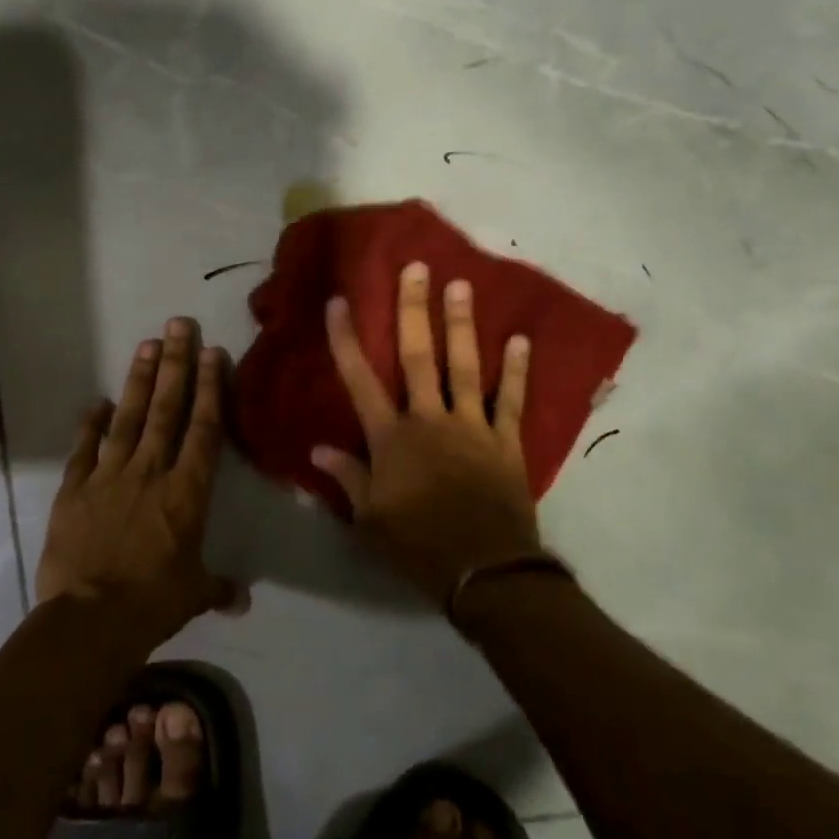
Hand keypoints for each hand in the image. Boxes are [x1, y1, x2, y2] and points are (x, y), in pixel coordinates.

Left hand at [37, 317, 235, 645]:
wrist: (91, 618)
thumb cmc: (153, 602)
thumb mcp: (193, 594)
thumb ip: (217, 587)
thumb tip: (242, 600)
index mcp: (187, 492)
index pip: (204, 429)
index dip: (210, 389)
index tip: (213, 353)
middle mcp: (150, 472)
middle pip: (167, 409)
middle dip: (176, 364)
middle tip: (178, 325)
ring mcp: (109, 476)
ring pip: (129, 418)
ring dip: (140, 380)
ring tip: (148, 345)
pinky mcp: (74, 489)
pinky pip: (84, 448)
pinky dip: (91, 424)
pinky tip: (98, 402)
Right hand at [312, 263, 543, 607]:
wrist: (482, 570)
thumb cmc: (417, 544)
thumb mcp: (369, 518)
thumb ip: (347, 477)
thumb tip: (318, 448)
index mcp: (390, 438)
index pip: (360, 380)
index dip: (346, 340)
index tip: (339, 301)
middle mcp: (429, 419)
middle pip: (417, 357)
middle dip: (413, 310)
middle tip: (416, 268)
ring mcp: (471, 426)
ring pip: (464, 366)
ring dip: (460, 325)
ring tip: (461, 285)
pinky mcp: (505, 441)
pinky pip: (512, 400)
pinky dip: (517, 370)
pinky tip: (521, 340)